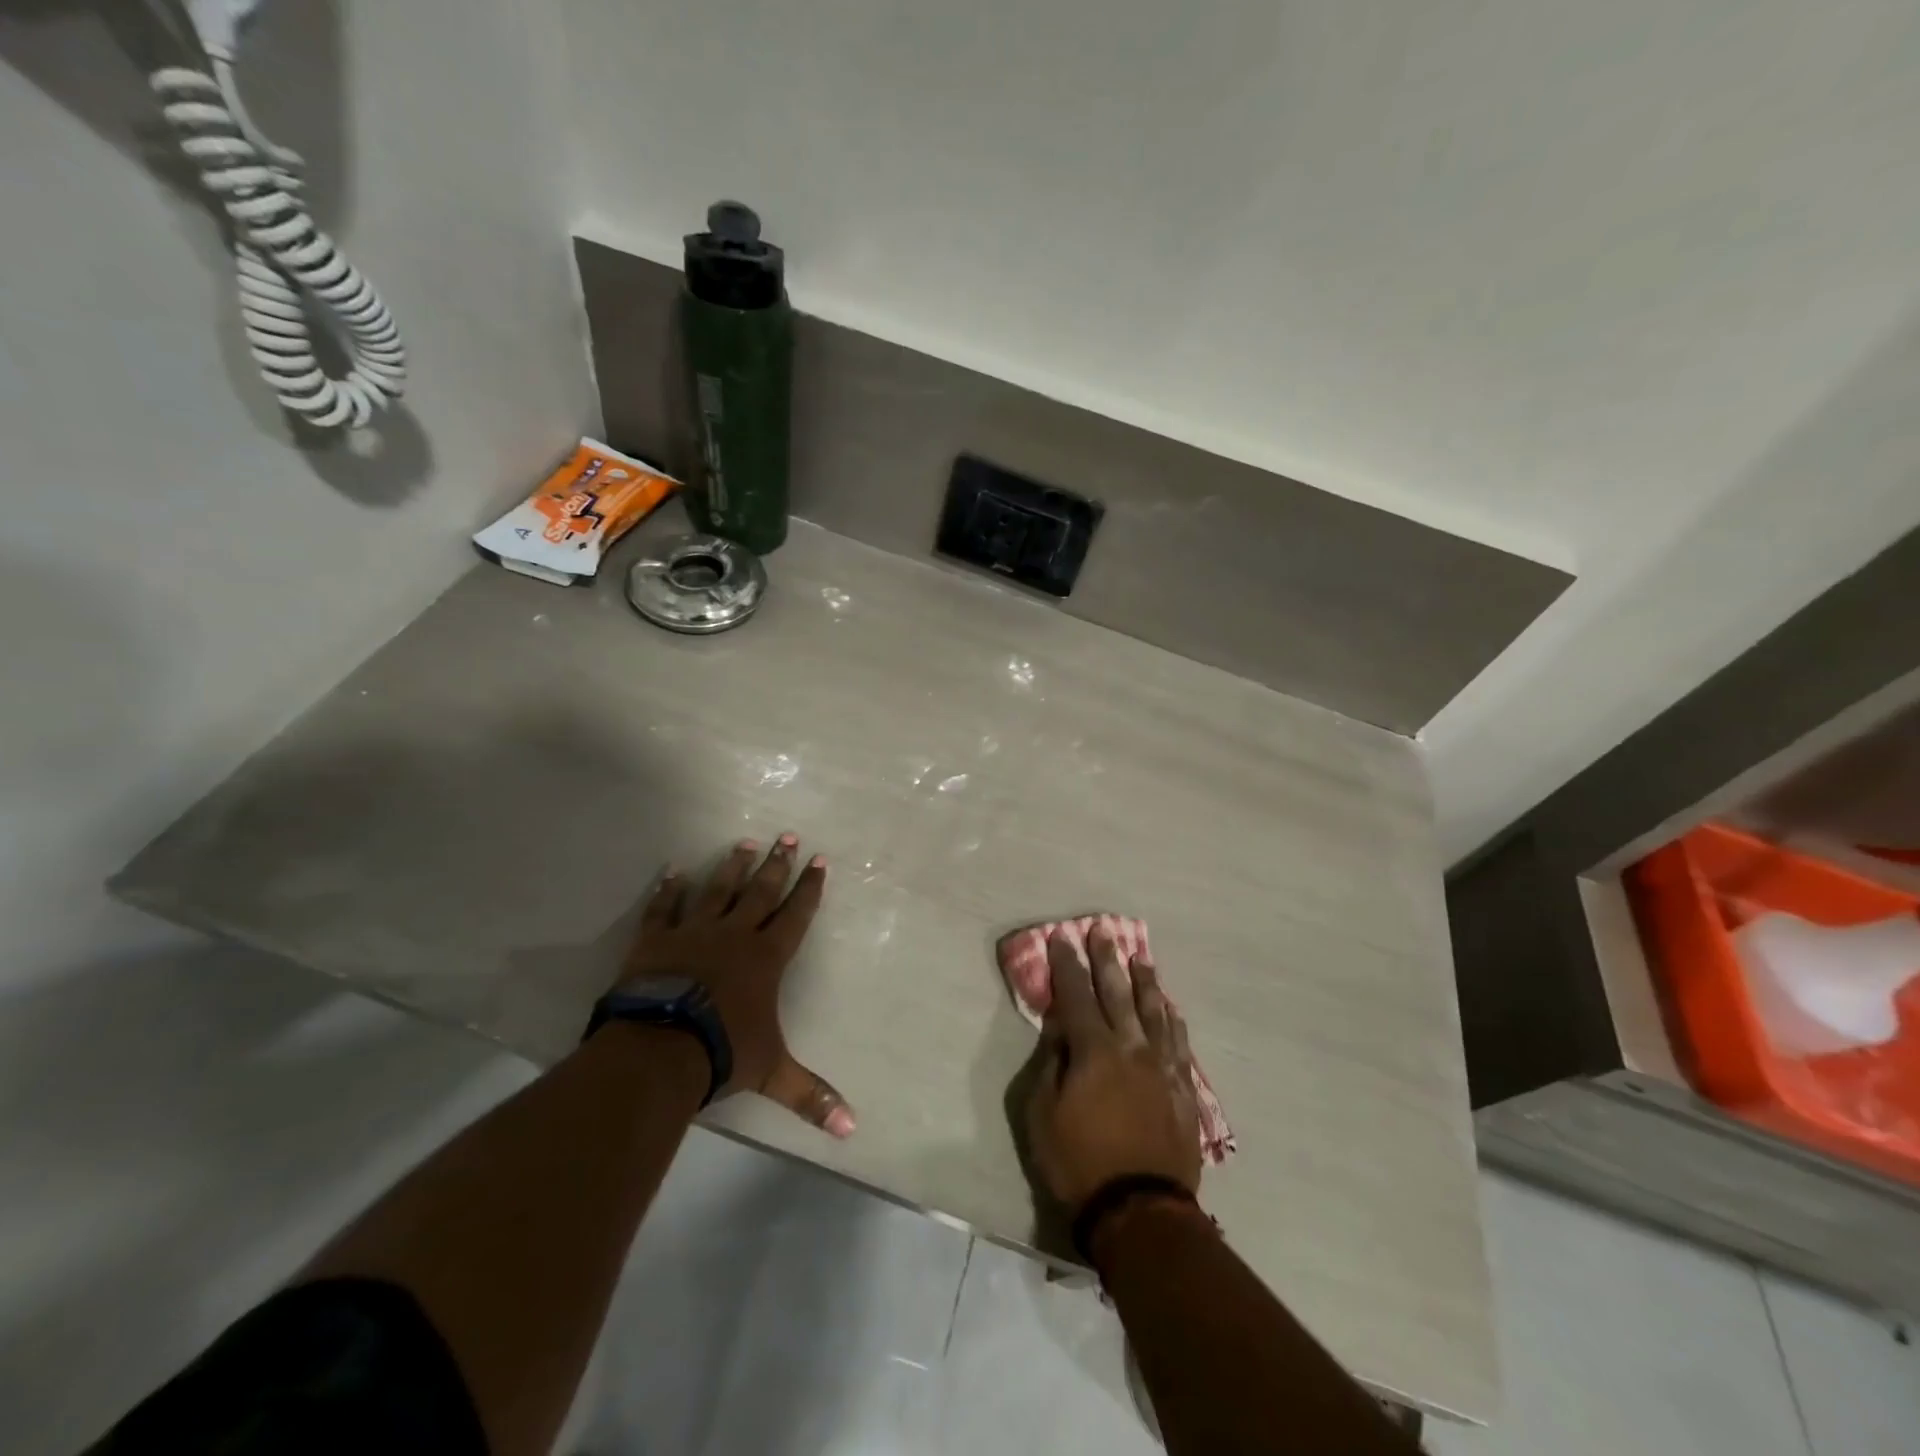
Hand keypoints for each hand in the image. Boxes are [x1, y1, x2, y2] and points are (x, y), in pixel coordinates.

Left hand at [623, 835, 854, 1138]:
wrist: (659, 1048)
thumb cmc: (723, 1052)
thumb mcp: (772, 1073)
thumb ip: (810, 1095)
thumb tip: (852, 1130)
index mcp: (766, 958)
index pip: (795, 915)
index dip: (809, 889)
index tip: (818, 861)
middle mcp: (735, 935)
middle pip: (761, 892)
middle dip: (777, 864)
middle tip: (787, 836)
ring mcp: (693, 932)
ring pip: (718, 890)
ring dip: (732, 867)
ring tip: (744, 842)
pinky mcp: (655, 939)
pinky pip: (664, 907)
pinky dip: (669, 889)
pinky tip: (673, 871)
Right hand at [1026, 924, 1200, 1212]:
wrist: (1139, 1210)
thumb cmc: (1078, 1162)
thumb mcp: (1042, 1113)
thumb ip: (1052, 1063)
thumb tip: (1061, 1028)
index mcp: (1094, 1050)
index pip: (1076, 995)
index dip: (1066, 965)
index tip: (1061, 938)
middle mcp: (1131, 1047)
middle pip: (1118, 992)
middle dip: (1107, 960)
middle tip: (1104, 931)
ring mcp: (1162, 1066)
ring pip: (1154, 1011)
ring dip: (1145, 981)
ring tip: (1141, 958)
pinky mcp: (1182, 1089)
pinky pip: (1179, 1043)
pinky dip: (1172, 1019)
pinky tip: (1169, 1006)